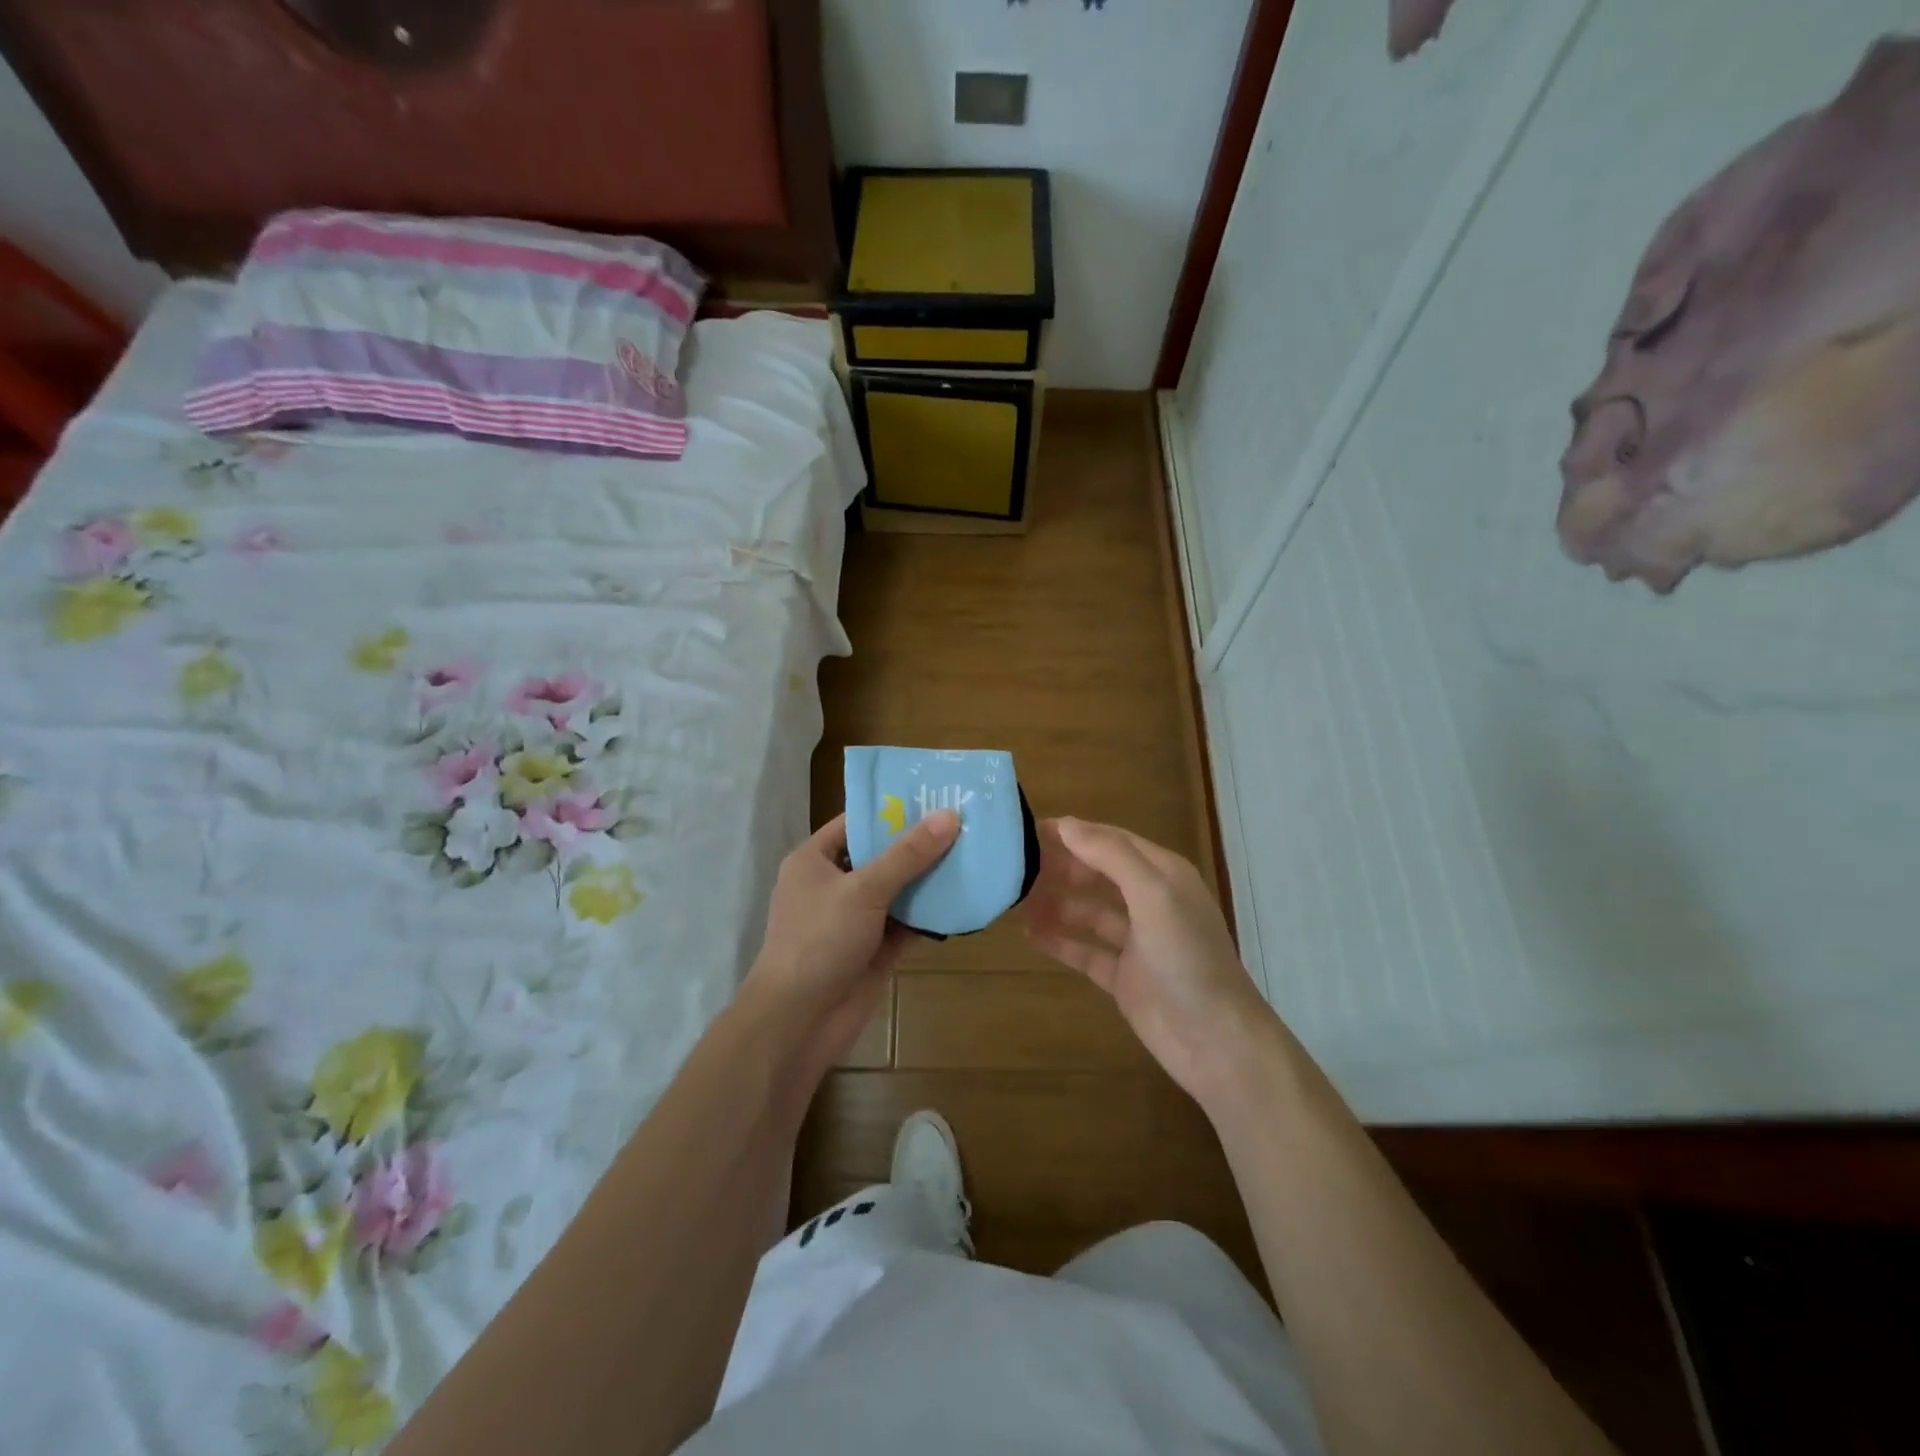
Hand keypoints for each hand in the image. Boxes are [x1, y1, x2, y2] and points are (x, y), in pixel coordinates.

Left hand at [741, 810, 959, 1070]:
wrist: (799, 1021)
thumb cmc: (819, 940)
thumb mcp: (864, 889)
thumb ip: (908, 854)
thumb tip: (949, 815)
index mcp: (815, 860)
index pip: (856, 823)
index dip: (893, 810)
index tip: (934, 797)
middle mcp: (834, 885)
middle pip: (881, 856)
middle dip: (919, 844)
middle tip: (965, 823)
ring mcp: (855, 919)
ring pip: (898, 890)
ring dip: (929, 879)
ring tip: (973, 854)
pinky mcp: (874, 950)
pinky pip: (907, 923)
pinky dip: (930, 915)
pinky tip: (964, 899)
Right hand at [1022, 817, 1270, 1101]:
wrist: (1215, 1041)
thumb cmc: (1187, 958)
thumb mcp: (1153, 895)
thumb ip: (1111, 856)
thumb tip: (1066, 824)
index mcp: (1163, 875)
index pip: (1111, 840)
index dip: (1072, 834)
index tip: (1027, 832)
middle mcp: (1150, 902)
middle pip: (1097, 873)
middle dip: (1060, 868)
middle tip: (1015, 868)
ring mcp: (1137, 941)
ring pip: (1088, 911)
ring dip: (1056, 903)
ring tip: (1016, 900)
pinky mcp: (1124, 977)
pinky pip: (1086, 950)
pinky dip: (1060, 941)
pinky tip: (1029, 935)